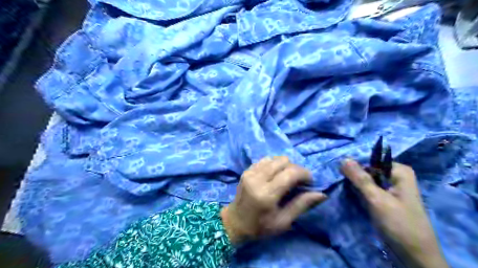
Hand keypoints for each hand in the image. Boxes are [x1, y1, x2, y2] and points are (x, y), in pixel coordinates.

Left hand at [221, 156, 326, 245]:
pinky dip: (274, 164)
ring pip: (275, 158)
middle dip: (296, 168)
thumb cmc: (261, 226)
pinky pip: (265, 159)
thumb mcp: (283, 221)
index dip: (304, 173)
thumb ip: (302, 204)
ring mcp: (250, 172)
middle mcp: (257, 178)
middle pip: (283, 161)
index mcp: (267, 194)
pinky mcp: (247, 170)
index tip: (309, 181)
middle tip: (298, 181)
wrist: (235, 222)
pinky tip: (275, 175)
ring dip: (285, 165)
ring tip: (286, 178)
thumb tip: (322, 194)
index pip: (290, 173)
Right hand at [340, 159, 447, 266]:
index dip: (354, 166)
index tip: (340, 173)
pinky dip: (358, 193)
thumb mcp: (377, 199)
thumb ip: (360, 178)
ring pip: (365, 181)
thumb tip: (343, 159)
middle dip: (354, 177)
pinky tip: (351, 197)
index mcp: (399, 171)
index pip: (369, 161)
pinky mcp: (383, 200)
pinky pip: (367, 191)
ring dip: (354, 186)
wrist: (413, 255)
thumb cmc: (399, 224)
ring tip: (344, 190)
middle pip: (367, 170)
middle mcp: (394, 177)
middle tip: (342, 184)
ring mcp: (389, 189)